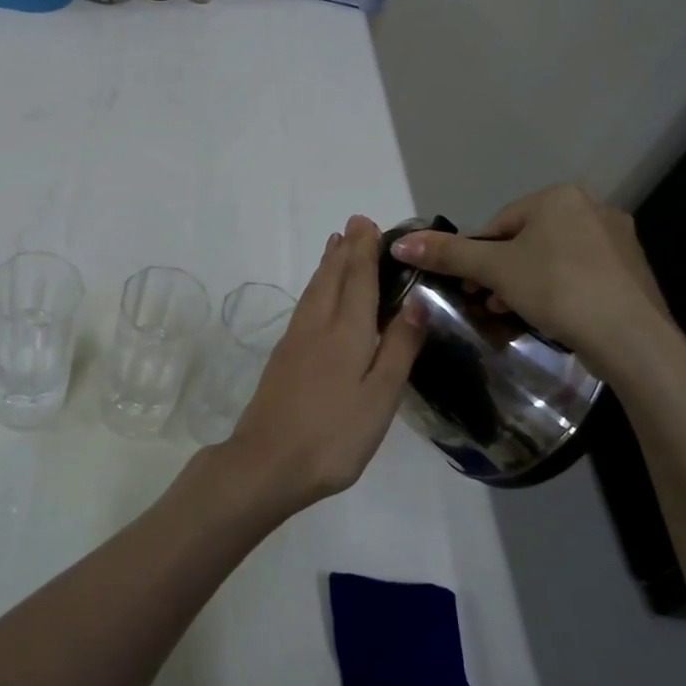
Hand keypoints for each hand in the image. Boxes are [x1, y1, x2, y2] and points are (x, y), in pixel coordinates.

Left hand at [220, 215, 428, 512]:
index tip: (368, 223)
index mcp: (346, 332)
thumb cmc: (334, 435)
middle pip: (332, 278)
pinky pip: (304, 306)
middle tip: (354, 225)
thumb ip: (398, 347)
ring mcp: (295, 341)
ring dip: (326, 265)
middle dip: (345, 250)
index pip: (359, 281)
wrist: (267, 462)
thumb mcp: (380, 397)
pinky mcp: (282, 357)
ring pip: (314, 290)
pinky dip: (314, 287)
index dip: (365, 251)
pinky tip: (316, 295)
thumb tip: (417, 300)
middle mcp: (317, 326)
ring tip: (334, 246)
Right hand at [389, 184, 685, 388]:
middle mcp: (593, 207)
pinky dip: (559, 291)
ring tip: (512, 312)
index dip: (478, 256)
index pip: (499, 223)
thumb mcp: (494, 270)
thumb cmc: (558, 289)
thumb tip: (400, 244)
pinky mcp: (632, 271)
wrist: (632, 338)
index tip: (470, 286)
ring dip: (526, 283)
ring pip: (553, 258)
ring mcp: (618, 240)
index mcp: (560, 196)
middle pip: (526, 239)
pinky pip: (581, 274)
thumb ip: (448, 254)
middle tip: (488, 301)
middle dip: (502, 271)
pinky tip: (550, 316)